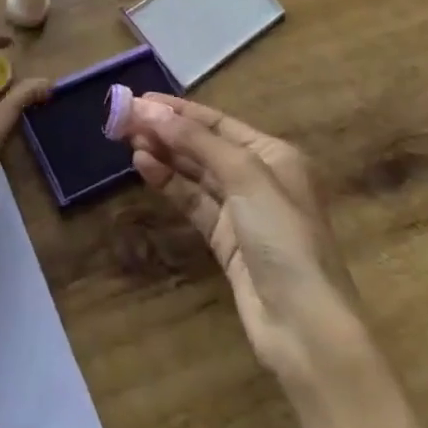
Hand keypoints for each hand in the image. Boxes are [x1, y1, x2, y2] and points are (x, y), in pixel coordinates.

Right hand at [115, 92, 427, 427]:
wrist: (305, 328)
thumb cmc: (284, 239)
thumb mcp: (245, 178)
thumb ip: (197, 141)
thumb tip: (150, 110)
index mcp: (273, 155)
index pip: (217, 122)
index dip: (177, 110)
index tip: (137, 99)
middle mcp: (259, 177)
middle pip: (204, 145)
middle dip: (166, 130)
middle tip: (122, 119)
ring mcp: (242, 211)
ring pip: (195, 173)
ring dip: (164, 154)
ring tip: (128, 140)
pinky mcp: (226, 241)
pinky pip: (192, 201)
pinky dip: (169, 183)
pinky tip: (144, 167)